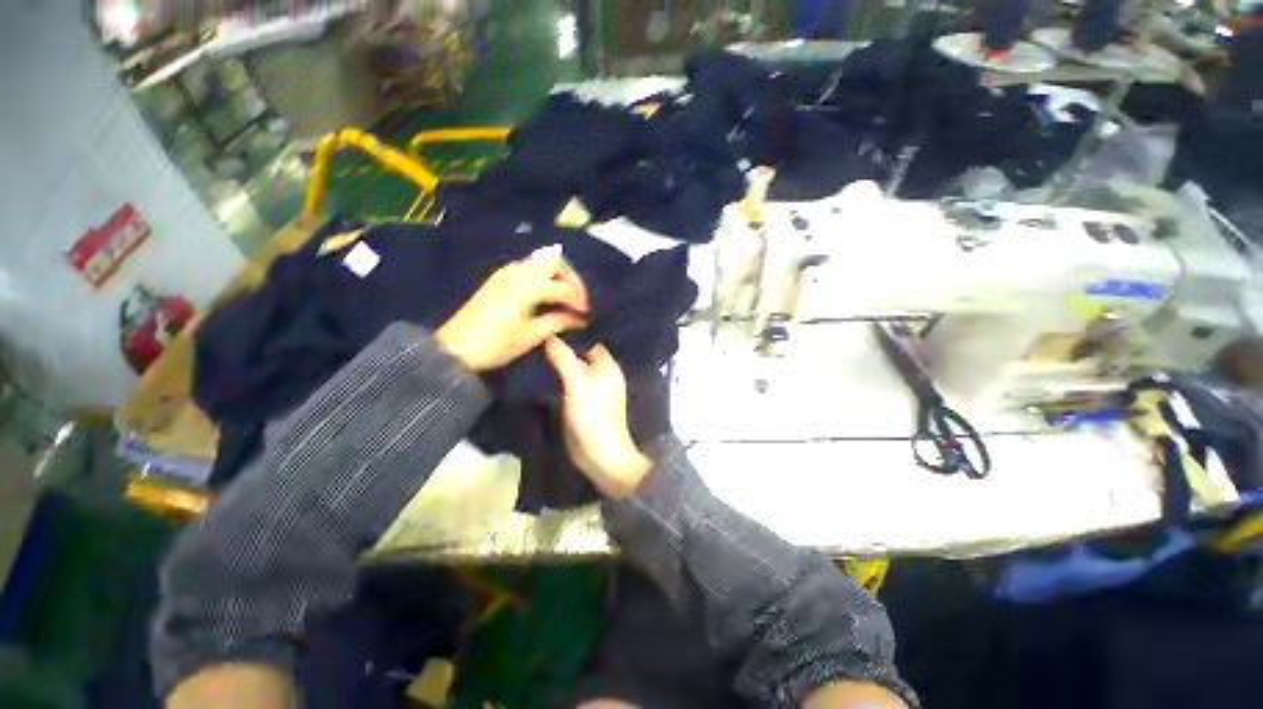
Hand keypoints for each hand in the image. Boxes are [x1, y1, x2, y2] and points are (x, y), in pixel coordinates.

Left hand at [436, 245, 589, 371]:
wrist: (455, 349)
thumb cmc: (497, 344)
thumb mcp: (532, 335)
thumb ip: (559, 321)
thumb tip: (579, 318)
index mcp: (527, 287)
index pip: (563, 286)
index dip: (579, 299)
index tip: (587, 314)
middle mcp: (518, 272)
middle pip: (554, 262)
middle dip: (572, 278)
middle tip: (580, 298)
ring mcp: (506, 272)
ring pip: (540, 261)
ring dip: (558, 274)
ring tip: (566, 295)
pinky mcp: (499, 278)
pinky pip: (528, 267)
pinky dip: (543, 274)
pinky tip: (546, 291)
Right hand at [545, 337, 651, 497]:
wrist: (599, 454)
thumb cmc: (593, 415)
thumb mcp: (577, 383)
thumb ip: (564, 358)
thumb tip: (549, 335)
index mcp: (607, 364)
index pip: (588, 339)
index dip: (571, 331)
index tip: (547, 321)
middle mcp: (601, 372)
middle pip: (579, 352)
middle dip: (561, 345)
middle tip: (535, 334)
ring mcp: (591, 387)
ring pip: (572, 366)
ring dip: (557, 360)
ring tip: (532, 348)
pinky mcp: (581, 401)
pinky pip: (568, 381)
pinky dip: (556, 375)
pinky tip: (539, 370)